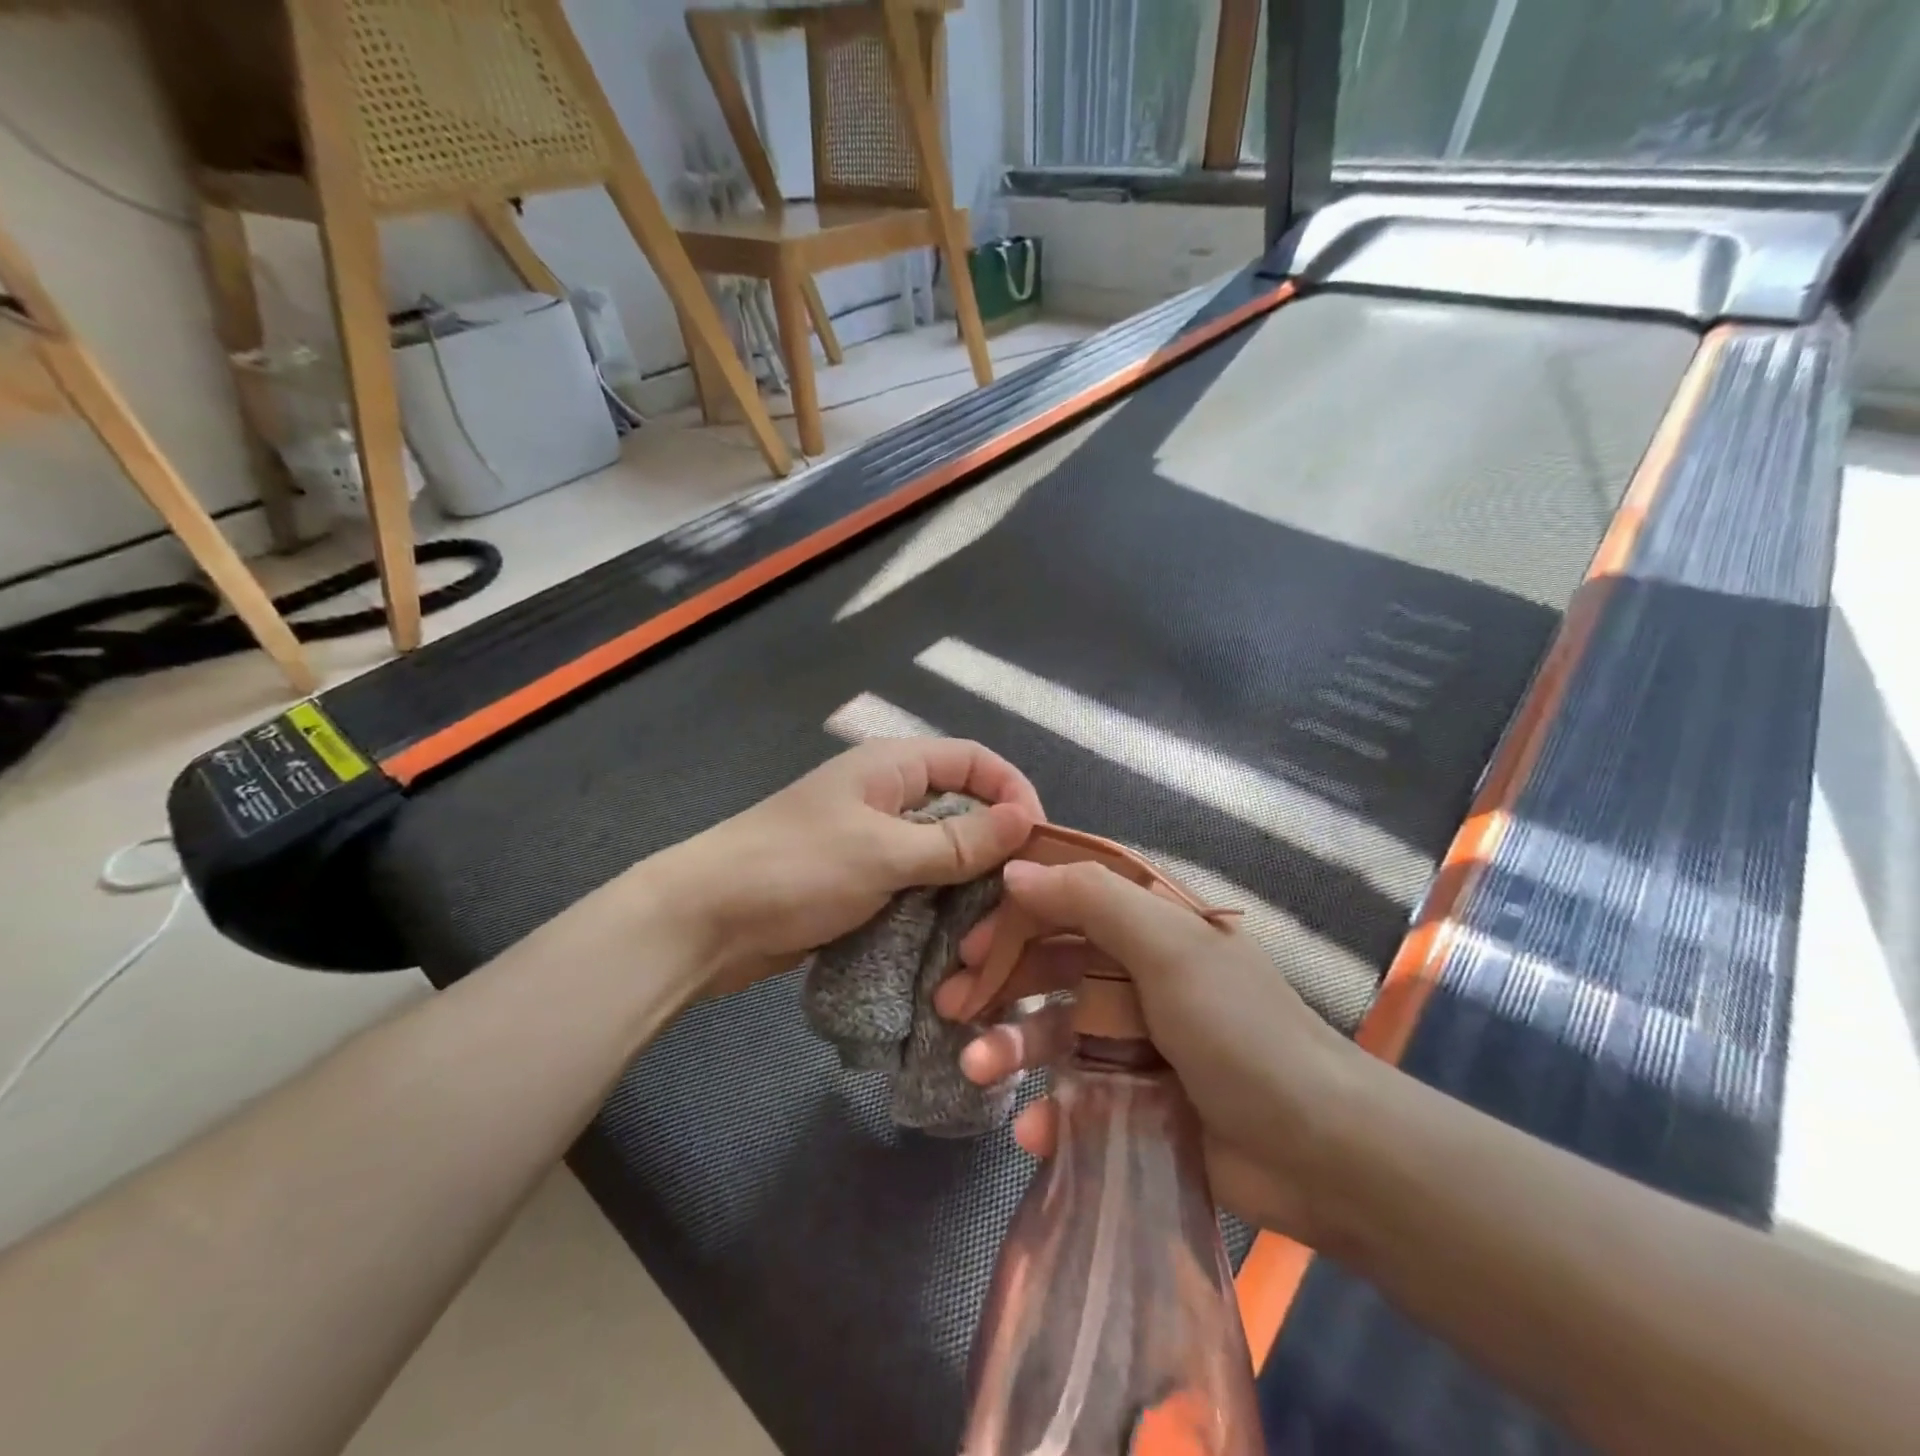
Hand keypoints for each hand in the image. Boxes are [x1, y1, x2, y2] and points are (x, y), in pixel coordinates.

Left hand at [650, 739, 1041, 997]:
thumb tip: (1027, 821)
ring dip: (968, 886)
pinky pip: (916, 887)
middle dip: (996, 846)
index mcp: (892, 767)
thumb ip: (958, 840)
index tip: (1040, 841)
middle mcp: (888, 797)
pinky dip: (939, 908)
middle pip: (963, 808)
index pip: (974, 760)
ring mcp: (873, 842)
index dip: (1014, 791)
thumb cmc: (796, 869)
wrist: (705, 921)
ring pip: (942, 854)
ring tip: (993, 927)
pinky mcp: (861, 883)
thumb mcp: (884, 852)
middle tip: (1023, 895)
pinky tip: (958, 941)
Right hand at [938, 859, 1362, 1244]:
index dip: (1017, 913)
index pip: (1069, 900)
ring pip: (1054, 1030)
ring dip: (1009, 1046)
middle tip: (949, 1003)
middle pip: (1051, 964)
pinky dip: (1050, 1112)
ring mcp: (1136, 1038)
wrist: (1321, 1151)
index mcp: (1151, 926)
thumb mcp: (1168, 947)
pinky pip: (1076, 1096)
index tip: (970, 939)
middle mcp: (1139, 973)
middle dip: (998, 981)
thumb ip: (1090, 900)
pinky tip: (1031, 1131)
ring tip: (973, 1067)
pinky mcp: (1136, 1099)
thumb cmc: (1239, 1030)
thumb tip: (1014, 871)